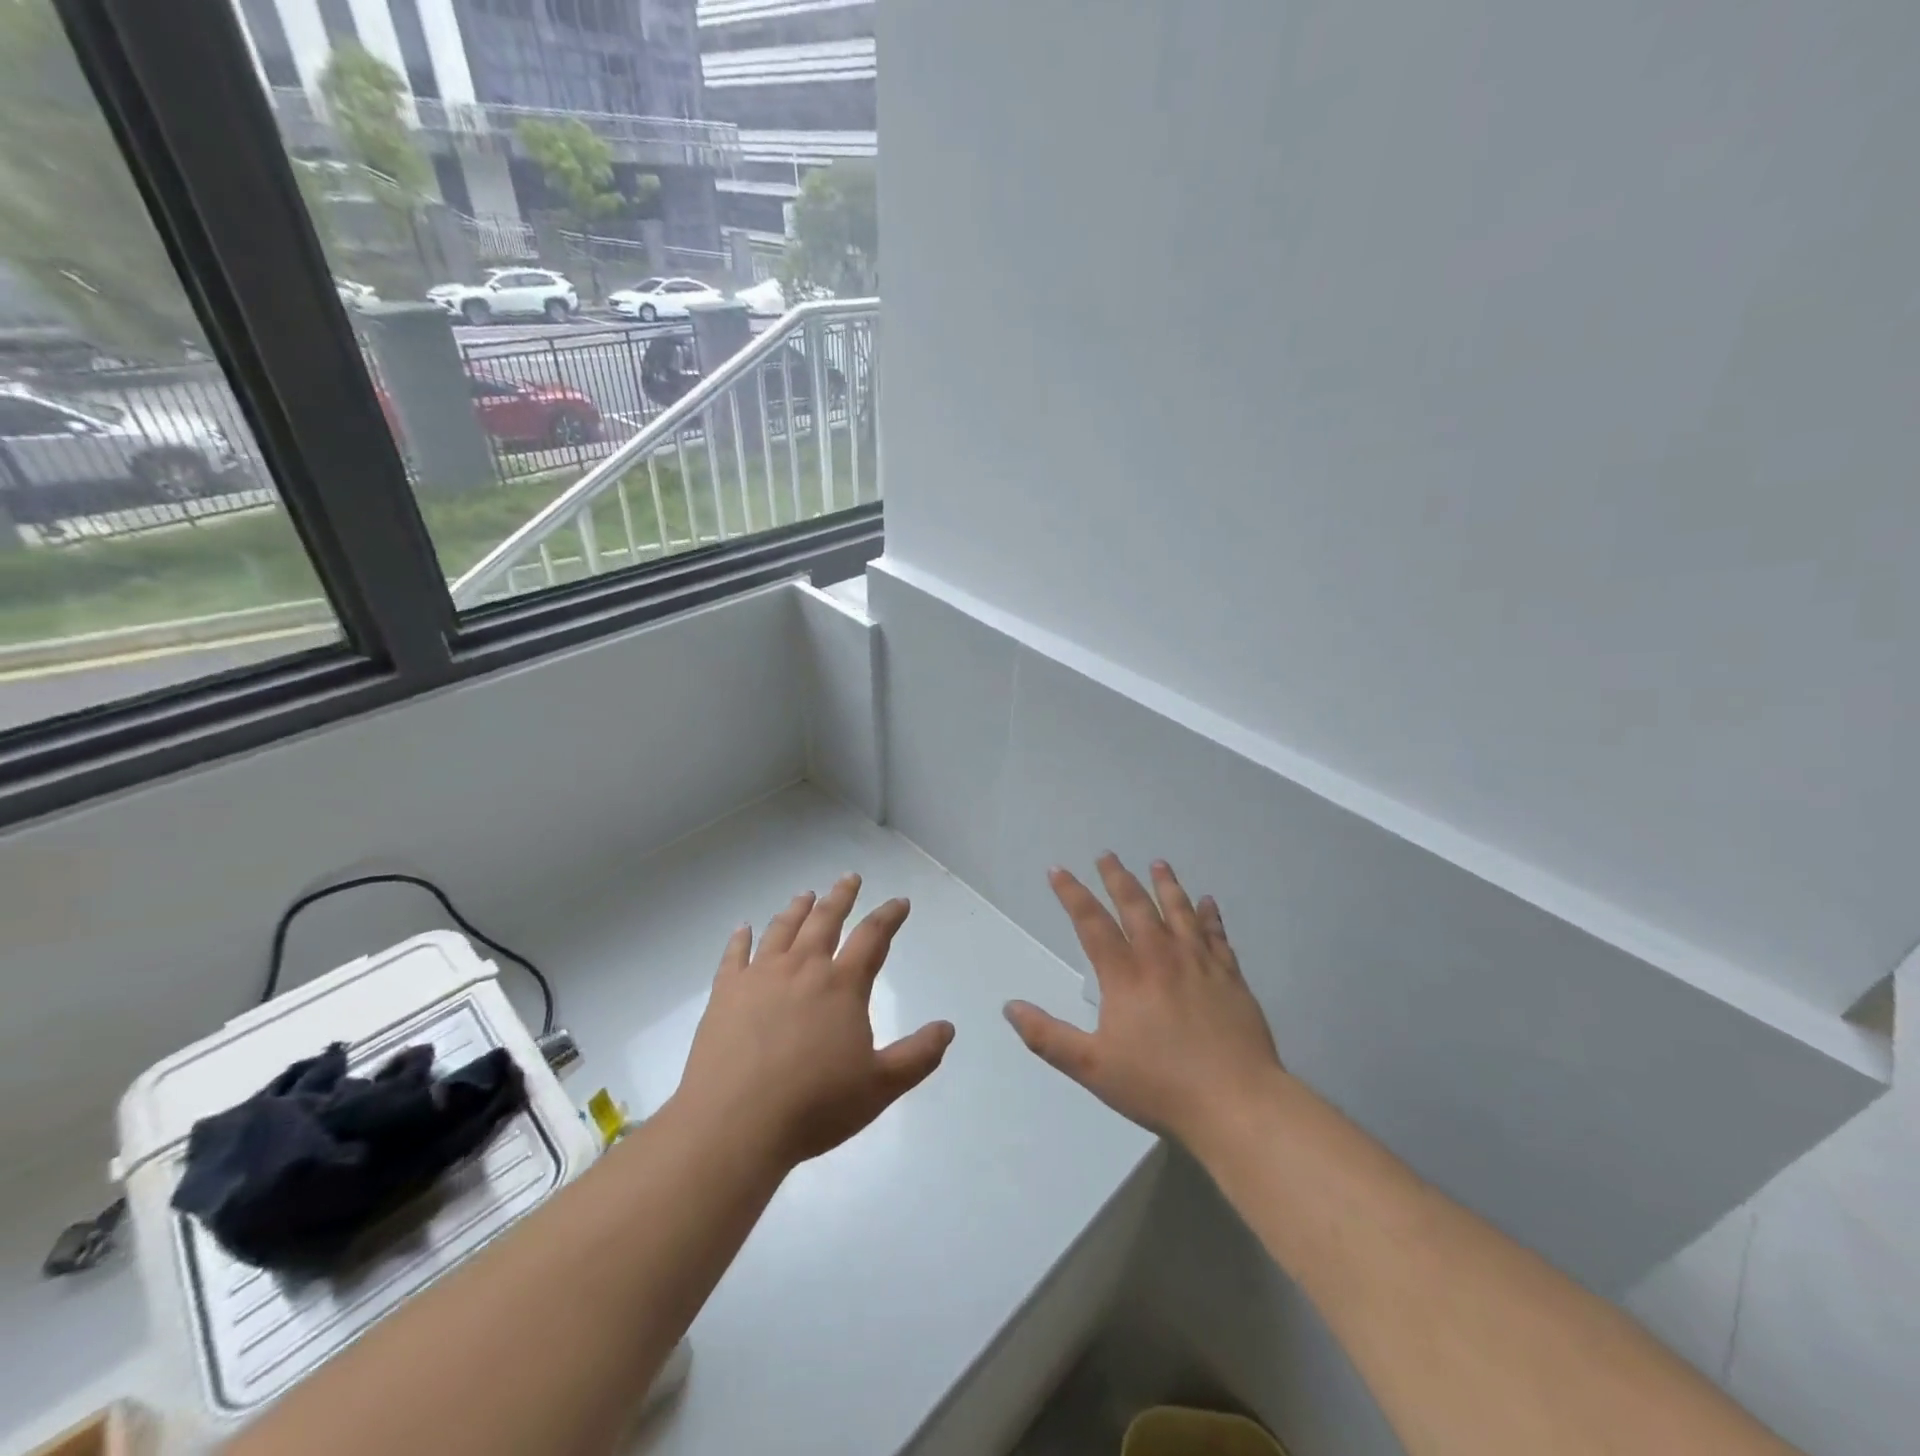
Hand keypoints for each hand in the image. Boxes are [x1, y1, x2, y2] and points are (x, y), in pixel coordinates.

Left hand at [674, 873, 954, 1169]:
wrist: (734, 1124)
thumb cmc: (814, 1105)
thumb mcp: (880, 1087)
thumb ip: (918, 1055)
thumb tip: (947, 1028)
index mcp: (842, 985)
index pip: (873, 937)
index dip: (889, 916)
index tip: (900, 902)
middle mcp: (803, 968)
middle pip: (825, 920)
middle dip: (841, 897)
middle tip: (850, 878)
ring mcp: (760, 976)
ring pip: (782, 929)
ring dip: (797, 909)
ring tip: (806, 895)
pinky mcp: (725, 993)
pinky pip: (734, 955)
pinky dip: (741, 938)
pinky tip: (743, 928)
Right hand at [1005, 855, 1281, 1147]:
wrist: (1236, 1102)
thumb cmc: (1159, 1085)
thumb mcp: (1091, 1067)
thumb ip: (1047, 1036)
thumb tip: (1010, 1007)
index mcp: (1125, 975)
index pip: (1091, 922)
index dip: (1072, 893)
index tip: (1058, 870)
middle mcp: (1161, 957)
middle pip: (1135, 905)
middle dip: (1117, 877)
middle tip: (1107, 854)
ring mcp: (1199, 963)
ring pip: (1179, 910)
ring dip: (1166, 884)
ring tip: (1158, 863)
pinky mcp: (1230, 976)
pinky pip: (1217, 935)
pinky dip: (1210, 915)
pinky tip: (1208, 902)